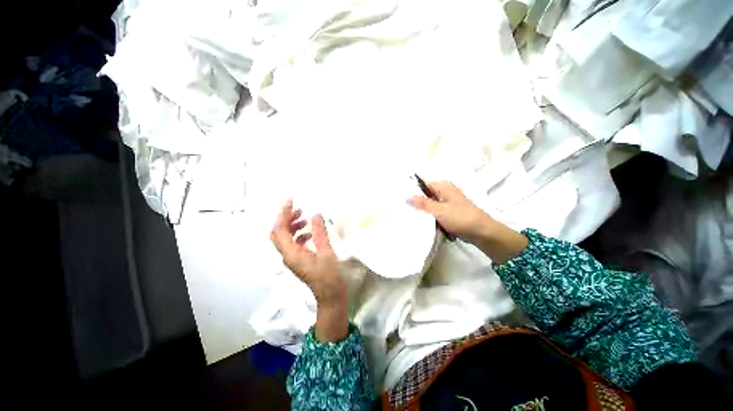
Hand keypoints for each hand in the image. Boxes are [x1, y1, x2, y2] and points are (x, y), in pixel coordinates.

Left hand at [271, 200, 347, 341]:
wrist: (330, 297)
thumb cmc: (330, 276)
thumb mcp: (327, 252)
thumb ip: (320, 233)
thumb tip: (315, 214)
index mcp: (291, 254)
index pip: (280, 230)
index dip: (283, 214)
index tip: (291, 201)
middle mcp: (287, 256)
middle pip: (278, 233)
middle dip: (286, 219)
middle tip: (299, 208)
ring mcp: (293, 259)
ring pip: (285, 238)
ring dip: (292, 226)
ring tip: (306, 218)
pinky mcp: (299, 260)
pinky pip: (293, 244)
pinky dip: (299, 234)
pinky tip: (311, 233)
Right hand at [408, 180, 527, 263]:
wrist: (481, 232)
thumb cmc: (460, 217)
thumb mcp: (439, 210)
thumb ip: (422, 203)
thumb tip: (407, 197)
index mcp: (442, 186)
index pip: (422, 183)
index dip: (411, 189)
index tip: (399, 196)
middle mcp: (443, 191)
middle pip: (424, 194)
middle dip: (414, 201)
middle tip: (401, 208)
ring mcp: (445, 202)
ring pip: (428, 204)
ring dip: (421, 210)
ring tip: (408, 215)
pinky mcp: (447, 212)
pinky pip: (433, 211)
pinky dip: (428, 215)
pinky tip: (420, 221)